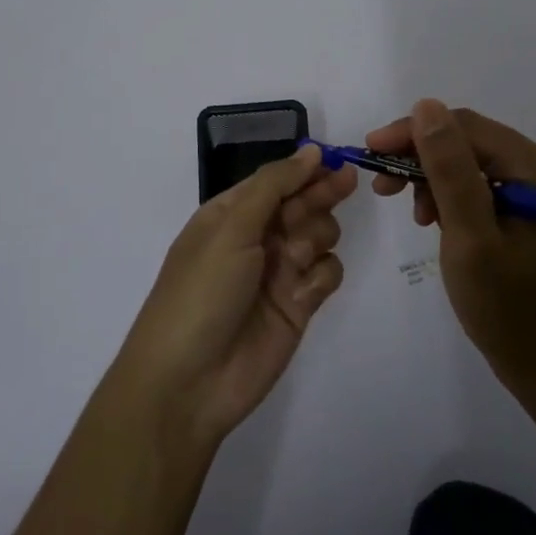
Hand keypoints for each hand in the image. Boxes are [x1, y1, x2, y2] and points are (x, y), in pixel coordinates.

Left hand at [115, 145, 357, 449]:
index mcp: (230, 215)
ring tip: (295, 256)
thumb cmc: (201, 293)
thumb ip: (273, 186)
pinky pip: (326, 273)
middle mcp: (256, 238)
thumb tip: (310, 151)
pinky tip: (304, 292)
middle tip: (347, 182)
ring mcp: (279, 273)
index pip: (275, 181)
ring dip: (315, 236)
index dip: (303, 168)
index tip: (333, 158)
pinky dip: (320, 276)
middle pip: (302, 203)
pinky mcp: (299, 306)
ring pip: (319, 235)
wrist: (189, 383)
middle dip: (321, 193)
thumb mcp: (230, 229)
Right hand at [367, 100, 535, 392]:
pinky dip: (454, 197)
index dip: (415, 132)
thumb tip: (426, 106)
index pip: (468, 128)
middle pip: (472, 142)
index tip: (371, 151)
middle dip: (422, 158)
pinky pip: (485, 185)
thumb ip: (449, 169)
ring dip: (436, 179)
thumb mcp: (470, 238)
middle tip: (383, 187)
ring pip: (474, 162)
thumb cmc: (510, 310)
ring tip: (415, 215)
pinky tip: (437, 221)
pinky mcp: (535, 209)